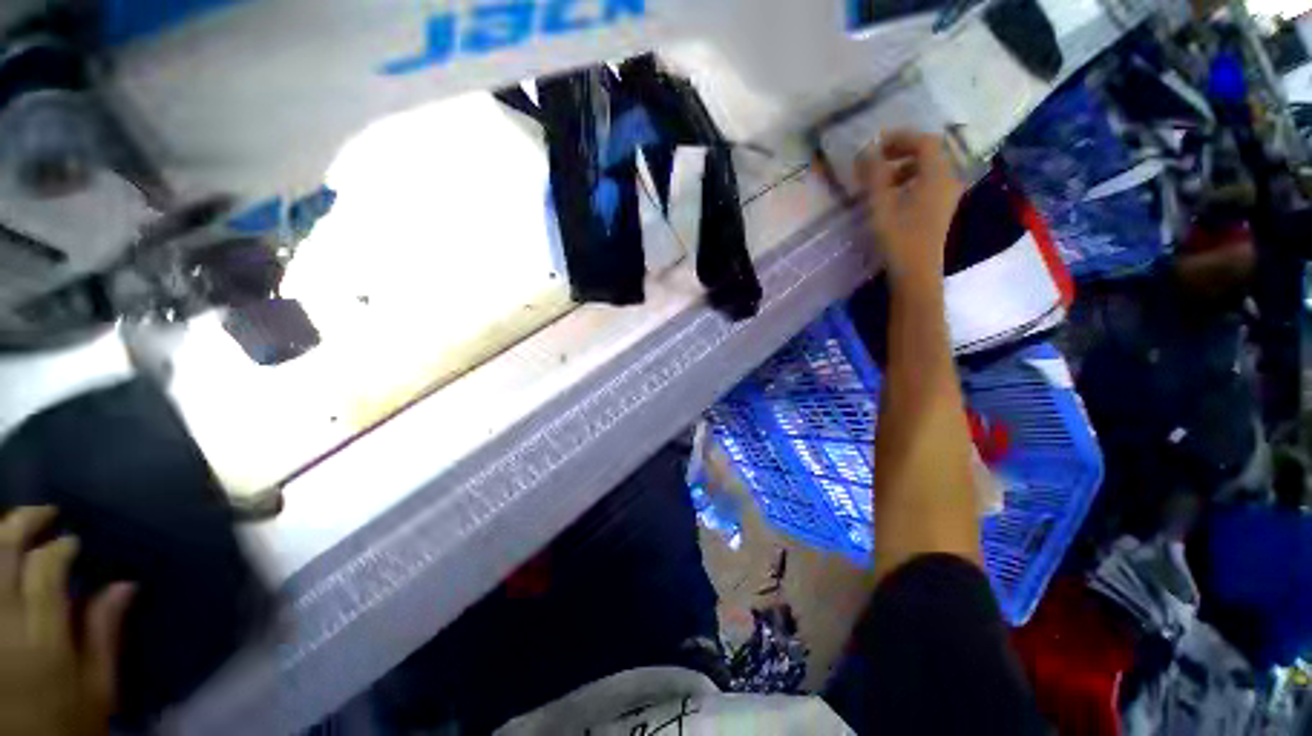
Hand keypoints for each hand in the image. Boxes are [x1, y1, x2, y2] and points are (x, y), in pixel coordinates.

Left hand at [0, 507, 133, 735]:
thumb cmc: (68, 720)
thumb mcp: (98, 689)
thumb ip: (105, 636)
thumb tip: (125, 584)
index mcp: (42, 634)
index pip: (46, 568)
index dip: (60, 546)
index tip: (74, 541)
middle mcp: (5, 620)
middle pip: (3, 553)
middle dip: (22, 523)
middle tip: (44, 511)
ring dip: (1, 536)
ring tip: (18, 526)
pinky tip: (2, 556)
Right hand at [858, 130, 962, 290]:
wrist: (916, 271)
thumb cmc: (898, 238)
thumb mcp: (881, 205)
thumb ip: (874, 176)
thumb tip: (866, 151)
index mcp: (936, 175)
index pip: (924, 141)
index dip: (900, 137)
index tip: (875, 144)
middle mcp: (948, 179)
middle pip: (928, 152)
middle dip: (901, 150)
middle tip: (876, 159)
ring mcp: (947, 194)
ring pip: (928, 168)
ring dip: (904, 166)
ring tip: (880, 179)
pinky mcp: (941, 208)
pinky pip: (928, 182)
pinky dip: (910, 179)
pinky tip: (892, 194)